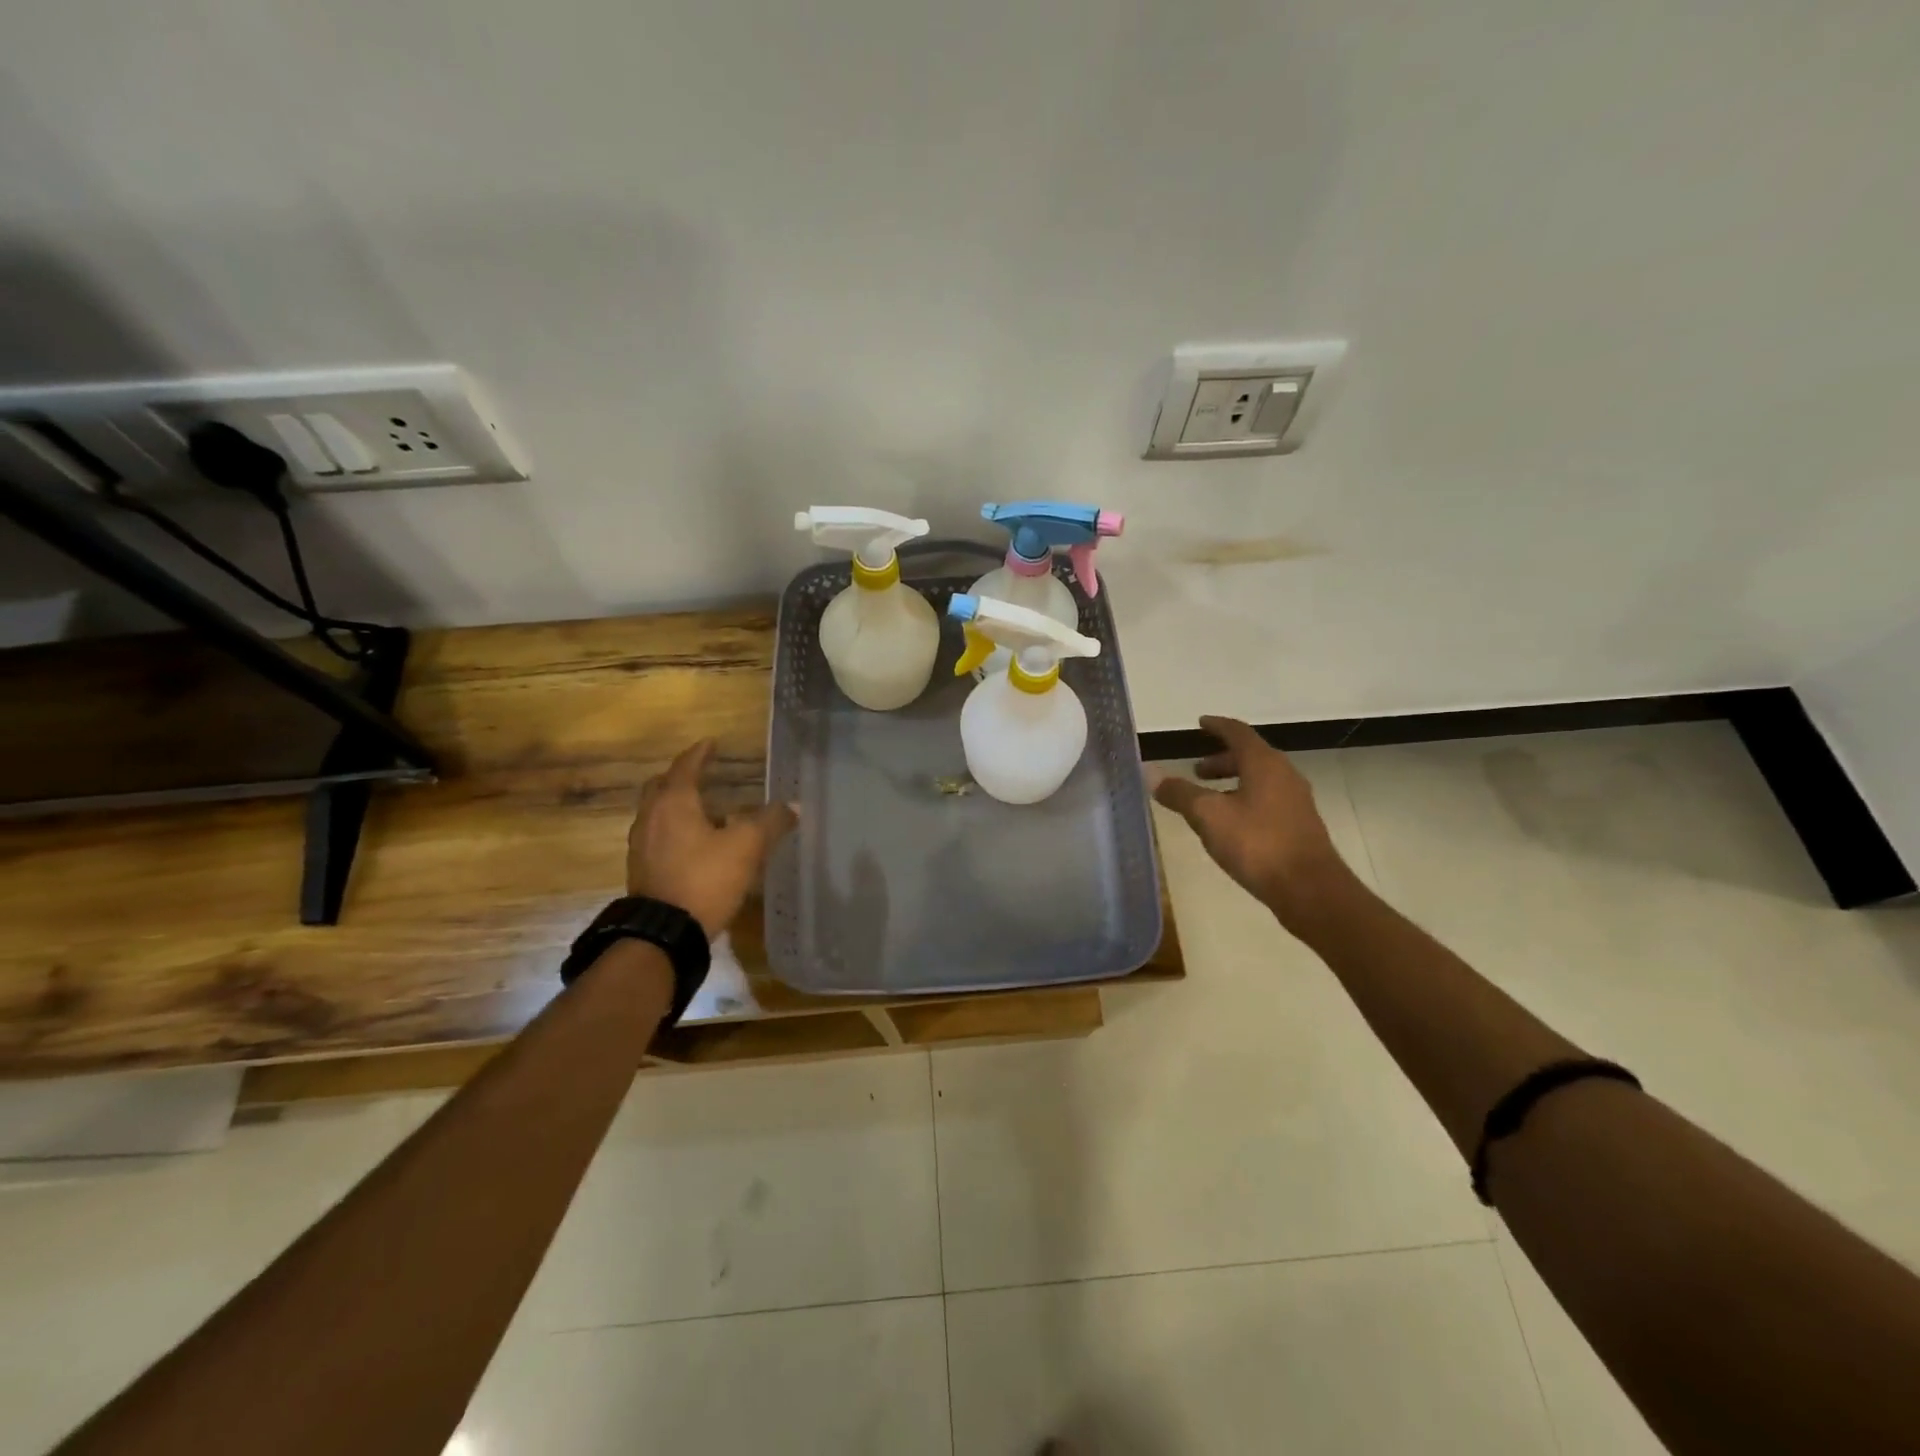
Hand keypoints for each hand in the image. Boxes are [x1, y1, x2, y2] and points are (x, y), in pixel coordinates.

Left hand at [626, 740, 797, 938]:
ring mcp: (641, 845)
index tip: (711, 743)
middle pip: (662, 787)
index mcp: (674, 803)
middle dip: (680, 777)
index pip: (685, 767)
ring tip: (701, 809)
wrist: (664, 933)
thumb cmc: (705, 878)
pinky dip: (673, 829)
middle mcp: (651, 817)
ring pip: (656, 813)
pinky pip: (657, 836)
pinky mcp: (641, 870)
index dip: (700, 753)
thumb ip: (770, 822)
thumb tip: (794, 806)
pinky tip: (692, 843)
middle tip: (701, 773)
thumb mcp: (747, 847)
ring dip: (675, 805)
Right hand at [1150, 715, 1353, 928]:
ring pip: (1259, 780)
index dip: (1217, 726)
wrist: (1309, 889)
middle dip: (1221, 760)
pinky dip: (1245, 800)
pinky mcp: (1299, 826)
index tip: (1200, 724)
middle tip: (1196, 770)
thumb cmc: (1257, 843)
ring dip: (1233, 782)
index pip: (1238, 733)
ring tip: (1209, 798)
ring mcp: (1295, 801)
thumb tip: (1150, 773)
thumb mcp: (1208, 816)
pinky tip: (1230, 824)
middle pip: (1250, 756)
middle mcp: (1284, 775)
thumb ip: (1180, 793)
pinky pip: (1267, 801)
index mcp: (1264, 763)